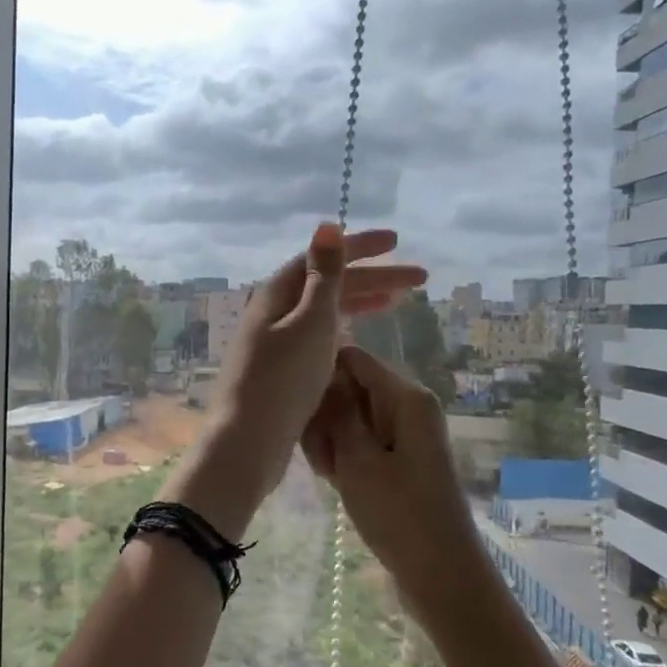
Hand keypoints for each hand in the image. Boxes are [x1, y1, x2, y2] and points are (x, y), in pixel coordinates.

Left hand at [162, 225, 425, 539]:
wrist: (248, 441)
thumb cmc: (283, 379)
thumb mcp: (310, 323)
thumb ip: (324, 276)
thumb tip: (327, 225)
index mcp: (277, 294)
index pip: (323, 258)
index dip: (361, 248)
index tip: (398, 242)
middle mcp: (273, 313)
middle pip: (327, 285)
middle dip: (372, 278)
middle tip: (418, 279)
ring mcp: (274, 343)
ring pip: (324, 313)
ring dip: (359, 303)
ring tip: (397, 303)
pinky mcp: (280, 371)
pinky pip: (317, 338)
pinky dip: (343, 330)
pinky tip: (359, 336)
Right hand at [300, 344, 485, 616]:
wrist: (441, 575)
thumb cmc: (399, 514)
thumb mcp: (358, 460)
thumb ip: (337, 412)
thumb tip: (324, 373)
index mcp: (406, 397)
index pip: (352, 359)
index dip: (321, 376)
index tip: (299, 409)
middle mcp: (408, 406)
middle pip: (351, 387)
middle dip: (325, 415)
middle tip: (317, 456)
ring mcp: (405, 433)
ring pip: (352, 416)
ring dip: (331, 439)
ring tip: (326, 473)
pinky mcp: (400, 458)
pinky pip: (363, 440)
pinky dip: (344, 455)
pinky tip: (334, 479)